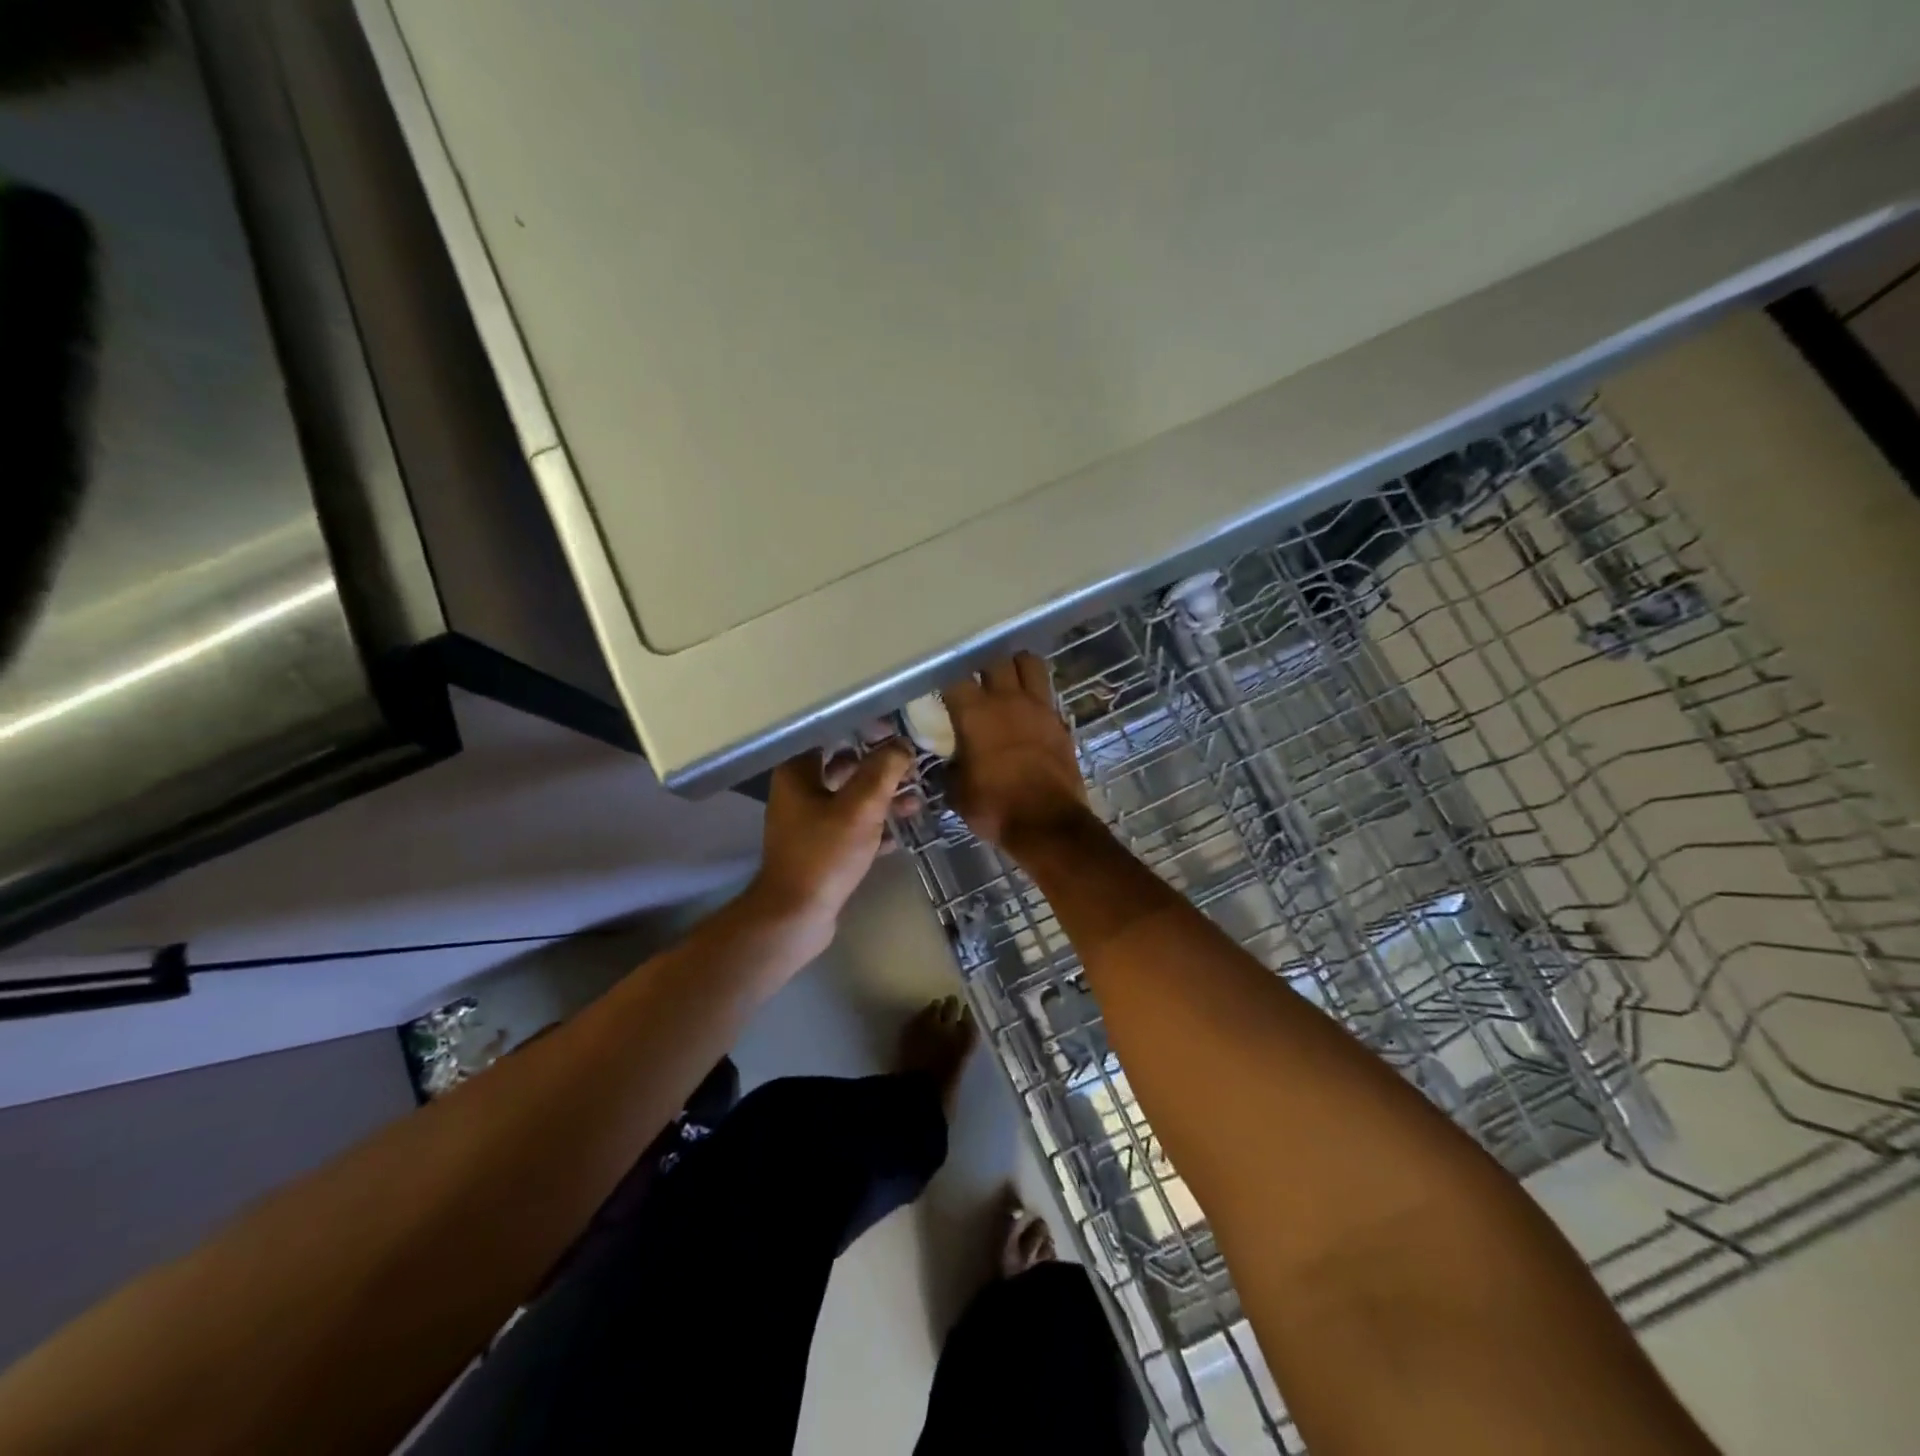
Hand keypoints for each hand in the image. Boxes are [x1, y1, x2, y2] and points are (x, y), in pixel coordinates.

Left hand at [750, 740, 916, 933]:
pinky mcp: (820, 848)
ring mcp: (808, 822)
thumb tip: (902, 745)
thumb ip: (883, 771)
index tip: (897, 732)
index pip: (832, 734)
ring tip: (916, 801)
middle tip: (913, 766)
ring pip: (851, 798)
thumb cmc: (824, 854)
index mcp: (798, 772)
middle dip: (880, 767)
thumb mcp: (860, 807)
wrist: (795, 916)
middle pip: (845, 766)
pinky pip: (851, 827)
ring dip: (882, 798)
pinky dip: (874, 826)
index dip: (865, 729)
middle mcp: (799, 792)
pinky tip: (901, 832)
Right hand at [943, 654, 1091, 851]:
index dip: (946, 675)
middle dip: (982, 661)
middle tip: (975, 674)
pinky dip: (1036, 692)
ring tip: (1007, 676)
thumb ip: (951, 768)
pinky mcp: (1060, 721)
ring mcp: (1038, 707)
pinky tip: (1028, 706)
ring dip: (1016, 664)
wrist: (1048, 823)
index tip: (941, 683)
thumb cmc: (995, 807)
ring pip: (1029, 663)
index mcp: (975, 712)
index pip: (954, 676)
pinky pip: (1046, 693)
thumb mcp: (958, 792)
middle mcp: (1007, 699)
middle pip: (995, 658)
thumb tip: (952, 761)